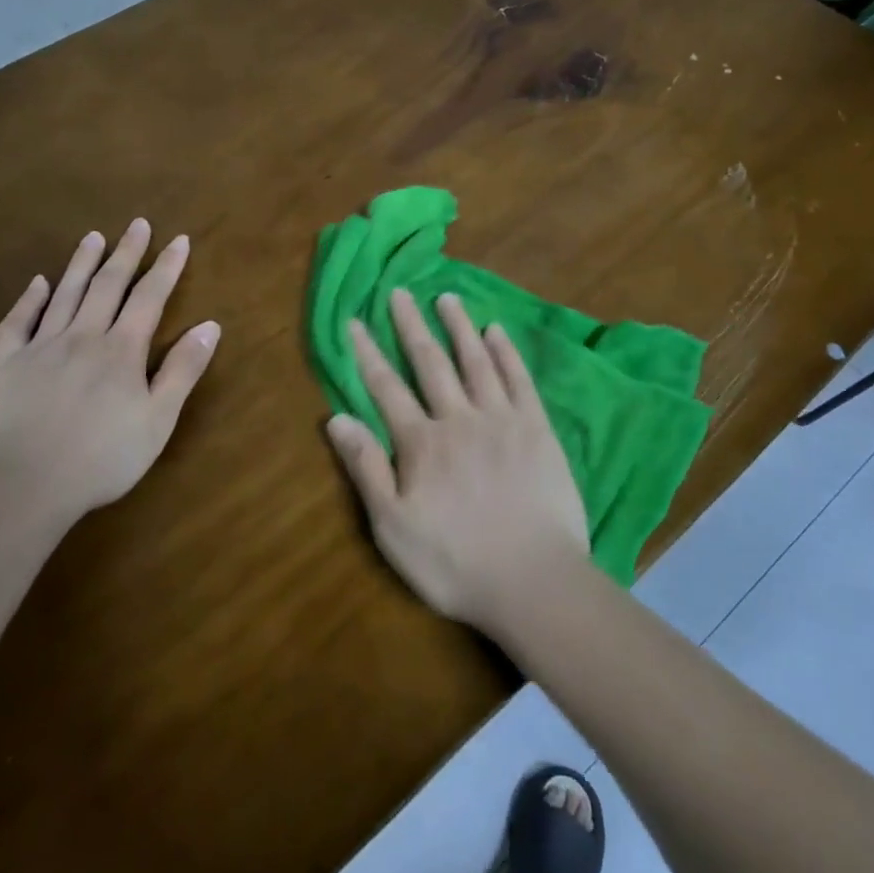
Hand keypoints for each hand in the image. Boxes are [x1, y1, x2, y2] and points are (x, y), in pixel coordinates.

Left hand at [0, 218, 220, 523]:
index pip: (149, 297)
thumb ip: (183, 369)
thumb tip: (210, 325)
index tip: (178, 240)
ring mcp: (41, 348)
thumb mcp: (159, 418)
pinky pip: (18, 323)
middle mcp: (83, 336)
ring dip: (81, 263)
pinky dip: (29, 299)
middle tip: (137, 224)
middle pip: (107, 285)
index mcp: (121, 350)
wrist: (25, 485)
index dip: (166, 267)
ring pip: (65, 294)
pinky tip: (38, 283)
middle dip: (126, 253)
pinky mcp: (8, 366)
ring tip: (94, 237)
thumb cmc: (103, 457)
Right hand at [326, 288, 588, 629]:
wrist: (533, 579)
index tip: (354, 321)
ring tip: (447, 297)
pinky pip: (519, 380)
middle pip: (430, 363)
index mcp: (421, 442)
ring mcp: (501, 419)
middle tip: (400, 293)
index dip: (367, 353)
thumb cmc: (454, 561)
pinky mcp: (537, 429)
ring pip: (475, 361)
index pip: (386, 388)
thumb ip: (365, 468)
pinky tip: (497, 332)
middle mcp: (459, 418)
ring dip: (459, 327)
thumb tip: (336, 418)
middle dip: (411, 326)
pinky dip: (506, 353)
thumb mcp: (392, 526)